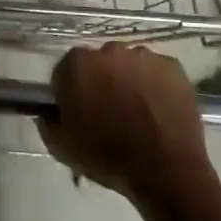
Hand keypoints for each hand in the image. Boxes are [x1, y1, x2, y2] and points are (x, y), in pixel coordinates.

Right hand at [39, 43, 219, 210]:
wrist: (165, 170)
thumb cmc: (108, 157)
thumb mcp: (62, 148)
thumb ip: (48, 122)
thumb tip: (49, 112)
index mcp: (78, 65)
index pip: (66, 70)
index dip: (70, 91)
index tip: (78, 112)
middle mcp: (110, 50)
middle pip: (99, 62)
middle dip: (101, 81)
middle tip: (108, 112)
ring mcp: (144, 56)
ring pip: (129, 64)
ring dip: (129, 80)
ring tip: (138, 112)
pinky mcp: (172, 66)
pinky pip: (156, 71)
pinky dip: (155, 84)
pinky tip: (158, 110)